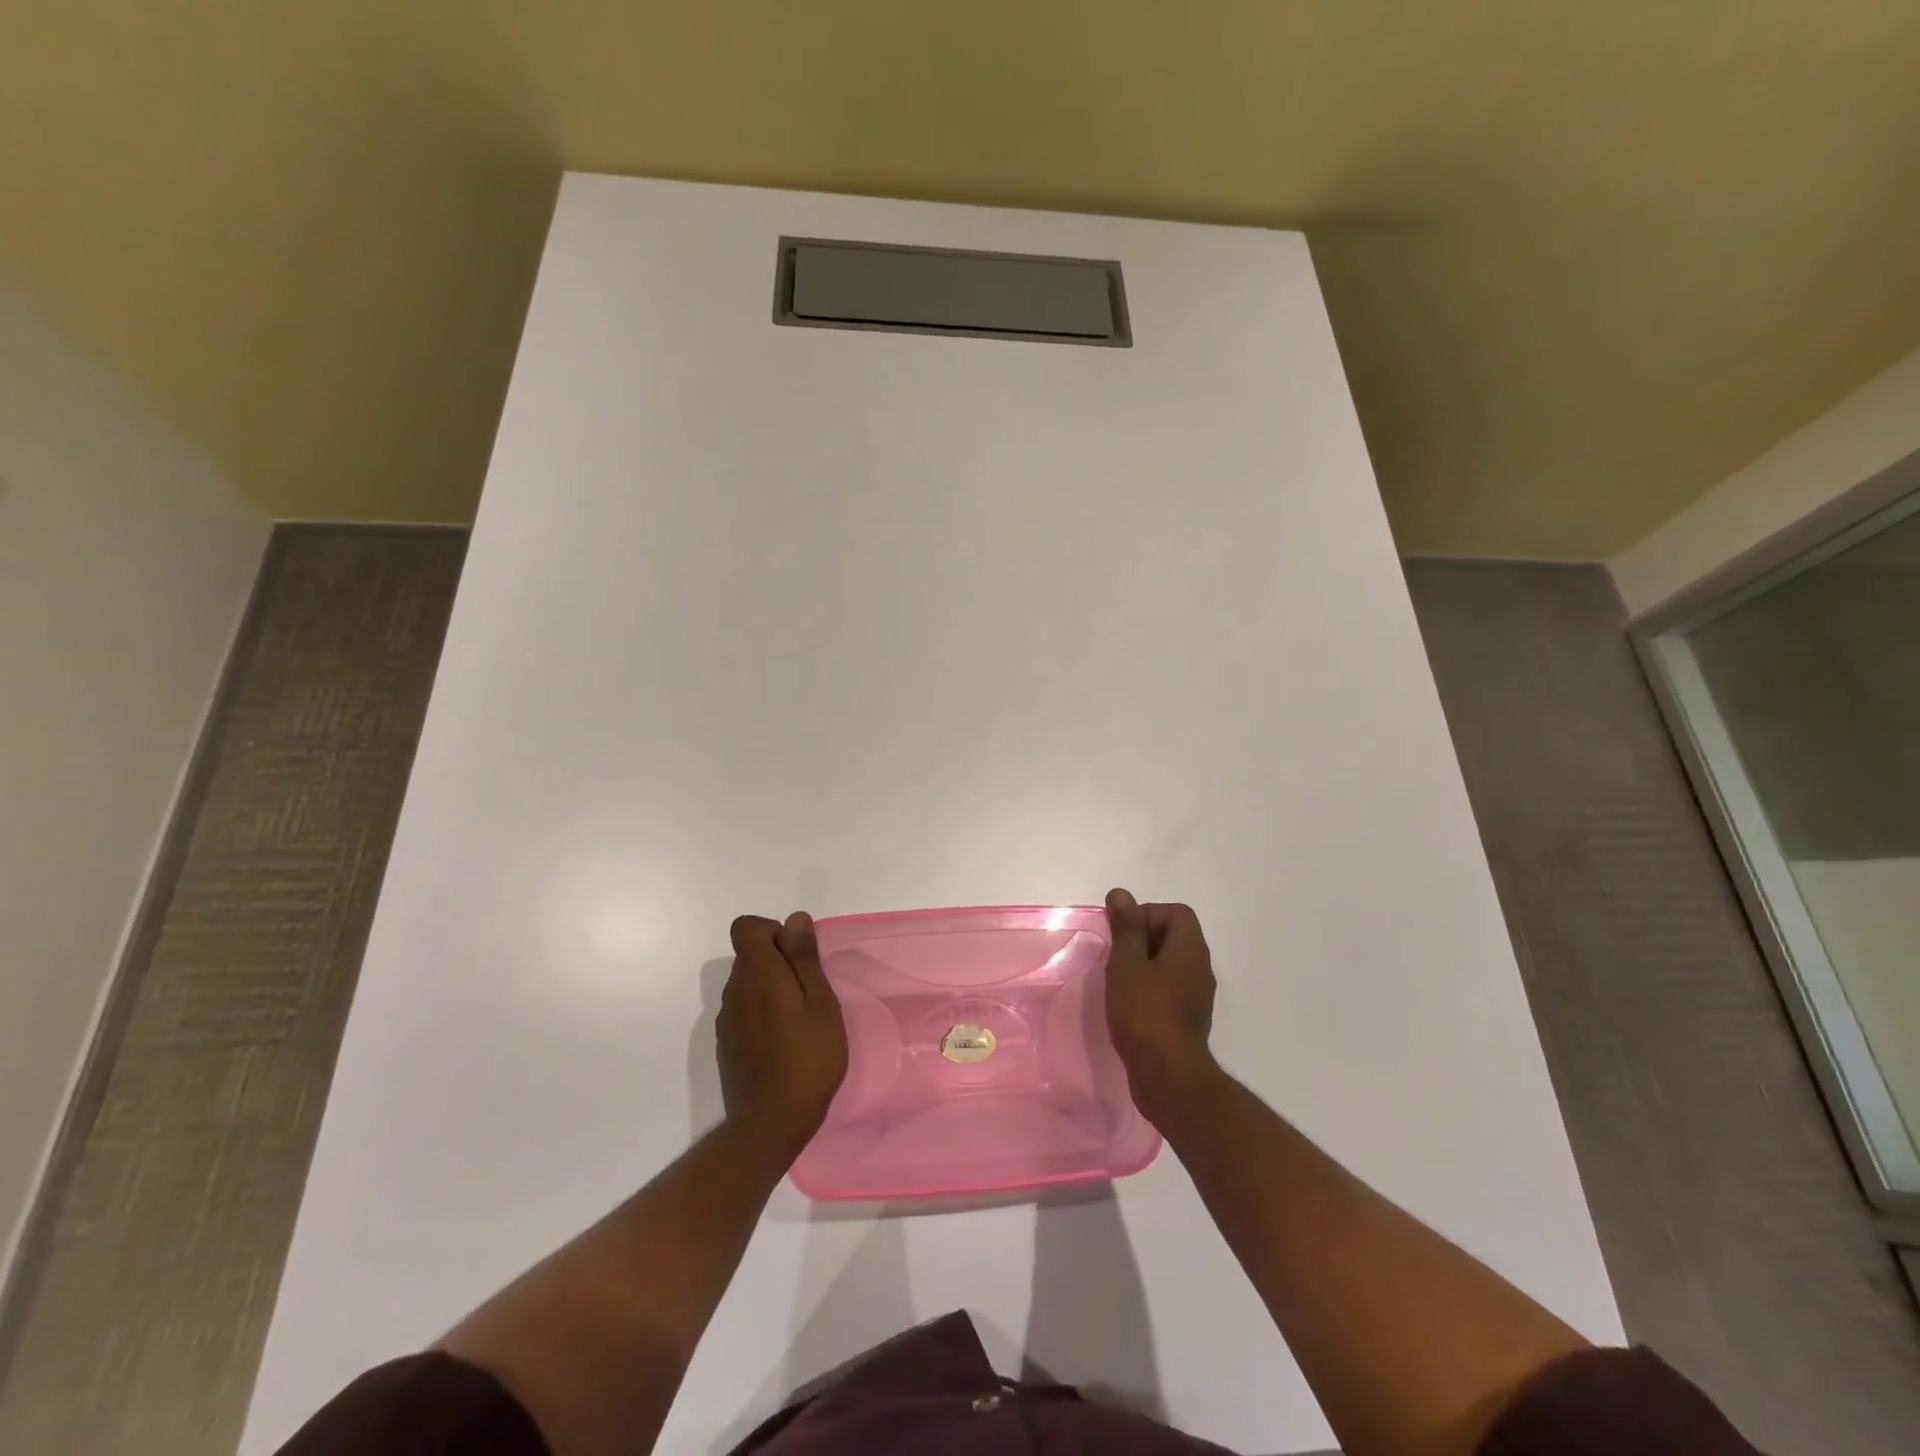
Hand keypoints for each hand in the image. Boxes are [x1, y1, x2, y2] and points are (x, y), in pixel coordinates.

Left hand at [718, 913, 847, 1159]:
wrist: (771, 1124)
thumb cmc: (807, 1058)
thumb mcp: (820, 1002)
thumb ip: (804, 958)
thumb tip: (794, 919)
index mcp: (757, 973)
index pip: (746, 927)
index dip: (773, 931)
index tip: (798, 957)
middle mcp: (734, 990)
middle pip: (750, 955)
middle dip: (779, 961)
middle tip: (811, 993)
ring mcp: (726, 1019)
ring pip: (748, 984)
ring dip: (772, 989)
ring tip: (801, 1020)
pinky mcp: (726, 1044)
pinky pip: (745, 1010)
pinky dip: (763, 1013)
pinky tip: (784, 1042)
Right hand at [1104, 889, 1220, 1130]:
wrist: (1168, 1076)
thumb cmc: (1145, 1012)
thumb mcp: (1127, 963)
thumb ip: (1125, 927)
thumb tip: (1121, 894)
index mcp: (1190, 948)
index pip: (1176, 912)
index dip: (1146, 914)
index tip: (1122, 934)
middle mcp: (1200, 967)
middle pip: (1173, 936)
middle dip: (1140, 939)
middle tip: (1115, 956)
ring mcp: (1196, 995)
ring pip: (1169, 964)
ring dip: (1142, 965)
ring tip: (1117, 980)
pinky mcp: (1187, 1019)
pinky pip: (1168, 988)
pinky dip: (1148, 988)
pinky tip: (1127, 1005)